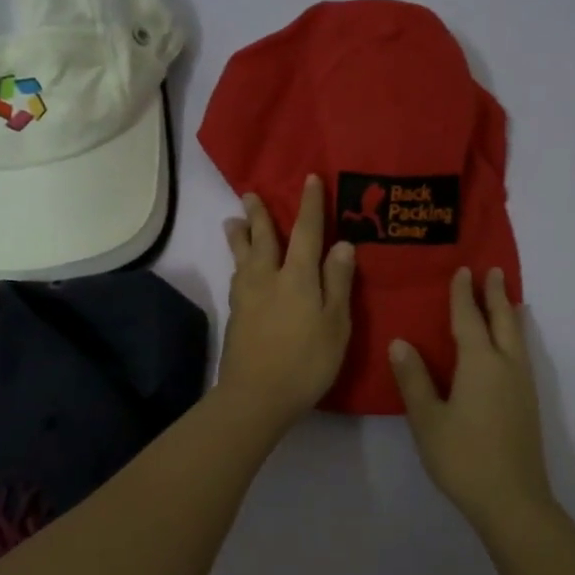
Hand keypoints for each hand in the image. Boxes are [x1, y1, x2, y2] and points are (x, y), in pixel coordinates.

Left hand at [218, 175, 356, 433]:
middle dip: (259, 215)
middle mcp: (267, 278)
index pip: (306, 231)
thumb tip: (342, 244)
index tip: (310, 179)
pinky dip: (237, 264)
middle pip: (262, 239)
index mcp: (297, 276)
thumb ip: (337, 282)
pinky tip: (238, 269)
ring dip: (239, 236)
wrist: (256, 395)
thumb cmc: (306, 361)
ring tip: (232, 221)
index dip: (310, 205)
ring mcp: (247, 297)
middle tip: (249, 194)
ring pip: (242, 257)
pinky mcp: (236, 316)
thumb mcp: (336, 323)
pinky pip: (237, 278)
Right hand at [389, 267, 554, 530]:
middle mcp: (506, 366)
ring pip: (517, 337)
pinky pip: (522, 354)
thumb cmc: (462, 457)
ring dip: (509, 313)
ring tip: (507, 298)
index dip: (463, 294)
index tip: (462, 270)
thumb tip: (400, 342)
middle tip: (493, 270)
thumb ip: (414, 379)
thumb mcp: (427, 419)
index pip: (468, 319)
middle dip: (496, 294)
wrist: (512, 500)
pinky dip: (516, 336)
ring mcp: (522, 385)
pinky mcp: (528, 403)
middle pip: (503, 321)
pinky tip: (511, 346)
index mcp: (480, 364)